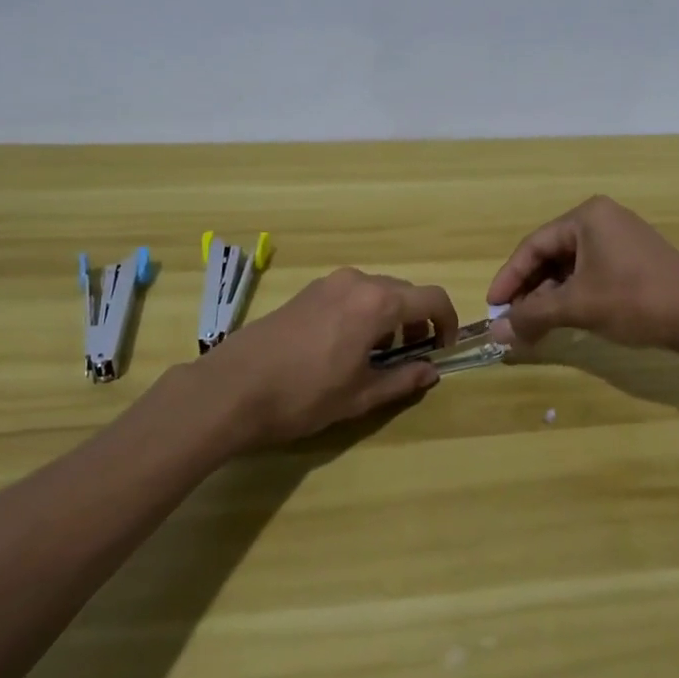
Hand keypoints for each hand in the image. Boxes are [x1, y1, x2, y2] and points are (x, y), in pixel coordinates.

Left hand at [202, 268, 457, 445]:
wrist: (231, 389)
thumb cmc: (304, 395)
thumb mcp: (360, 395)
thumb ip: (403, 380)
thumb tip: (431, 371)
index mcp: (378, 302)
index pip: (432, 299)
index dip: (447, 322)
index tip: (443, 349)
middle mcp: (357, 282)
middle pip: (405, 292)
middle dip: (417, 321)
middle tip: (411, 356)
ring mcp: (328, 283)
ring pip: (377, 291)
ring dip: (390, 316)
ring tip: (377, 354)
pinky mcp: (307, 292)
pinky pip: (351, 294)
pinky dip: (364, 312)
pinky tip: (346, 345)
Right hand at [486, 196, 678, 352]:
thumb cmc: (635, 300)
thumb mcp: (578, 307)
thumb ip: (533, 315)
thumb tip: (496, 332)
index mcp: (587, 217)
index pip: (534, 245)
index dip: (509, 277)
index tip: (492, 306)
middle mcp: (602, 219)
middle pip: (551, 254)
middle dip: (530, 289)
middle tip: (512, 319)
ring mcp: (621, 238)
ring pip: (571, 266)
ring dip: (551, 295)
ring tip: (535, 325)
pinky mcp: (635, 259)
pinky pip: (591, 272)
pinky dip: (574, 294)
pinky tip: (564, 318)